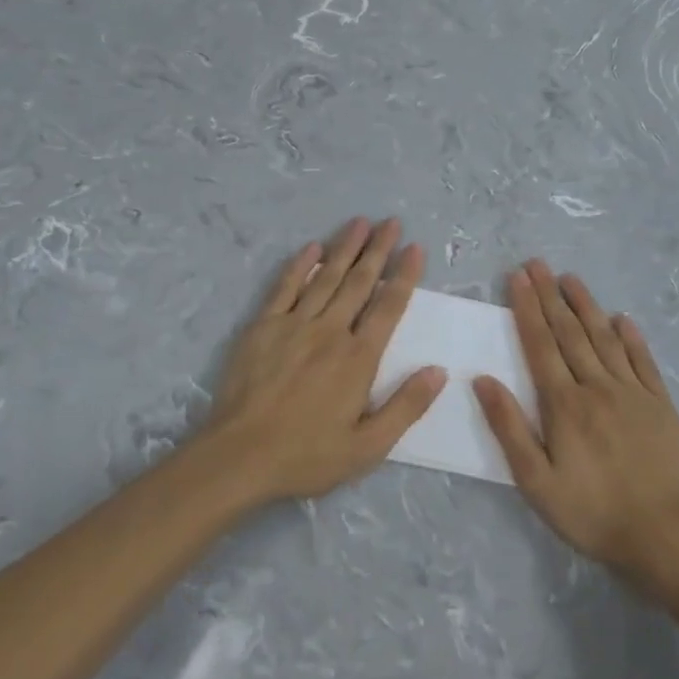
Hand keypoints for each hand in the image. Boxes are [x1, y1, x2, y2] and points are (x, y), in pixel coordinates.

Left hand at [198, 218, 445, 503]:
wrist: (239, 456)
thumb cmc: (307, 455)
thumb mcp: (368, 446)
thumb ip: (406, 406)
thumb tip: (439, 371)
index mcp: (359, 358)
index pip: (389, 307)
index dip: (404, 275)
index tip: (415, 248)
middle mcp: (330, 332)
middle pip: (359, 282)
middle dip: (378, 249)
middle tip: (391, 221)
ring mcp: (294, 325)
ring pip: (326, 277)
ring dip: (345, 248)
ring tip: (360, 222)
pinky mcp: (263, 327)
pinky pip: (284, 288)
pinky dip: (300, 266)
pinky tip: (311, 248)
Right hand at [474, 261, 678, 589]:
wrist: (663, 534)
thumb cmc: (591, 512)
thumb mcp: (536, 481)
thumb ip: (509, 427)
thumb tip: (483, 379)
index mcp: (564, 404)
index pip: (540, 345)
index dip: (527, 309)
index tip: (517, 278)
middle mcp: (597, 387)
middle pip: (569, 332)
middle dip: (550, 296)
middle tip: (537, 264)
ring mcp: (632, 392)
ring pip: (605, 338)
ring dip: (586, 306)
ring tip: (571, 278)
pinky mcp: (660, 403)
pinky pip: (643, 360)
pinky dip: (631, 336)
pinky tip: (622, 318)